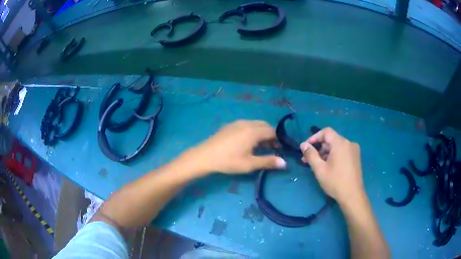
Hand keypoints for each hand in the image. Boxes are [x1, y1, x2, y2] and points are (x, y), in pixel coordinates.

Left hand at [188, 120, 286, 173]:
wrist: (205, 156)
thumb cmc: (228, 161)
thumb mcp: (249, 164)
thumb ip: (268, 161)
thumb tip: (285, 163)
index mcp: (253, 131)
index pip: (272, 131)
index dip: (278, 140)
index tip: (279, 150)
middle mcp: (247, 123)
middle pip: (265, 125)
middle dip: (270, 135)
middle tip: (270, 148)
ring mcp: (237, 122)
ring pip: (255, 124)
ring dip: (261, 133)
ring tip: (259, 146)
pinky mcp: (229, 125)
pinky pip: (246, 124)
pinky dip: (252, 131)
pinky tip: (246, 142)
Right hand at [300, 127, 364, 206]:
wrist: (352, 195)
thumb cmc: (335, 182)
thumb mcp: (319, 169)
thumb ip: (310, 155)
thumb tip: (303, 145)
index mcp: (340, 143)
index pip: (326, 132)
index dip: (314, 137)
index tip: (306, 148)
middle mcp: (349, 143)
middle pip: (331, 139)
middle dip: (318, 148)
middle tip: (308, 159)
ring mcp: (354, 150)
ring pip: (336, 146)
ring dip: (325, 153)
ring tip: (317, 164)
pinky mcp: (356, 157)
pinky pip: (342, 151)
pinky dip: (334, 155)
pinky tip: (329, 166)